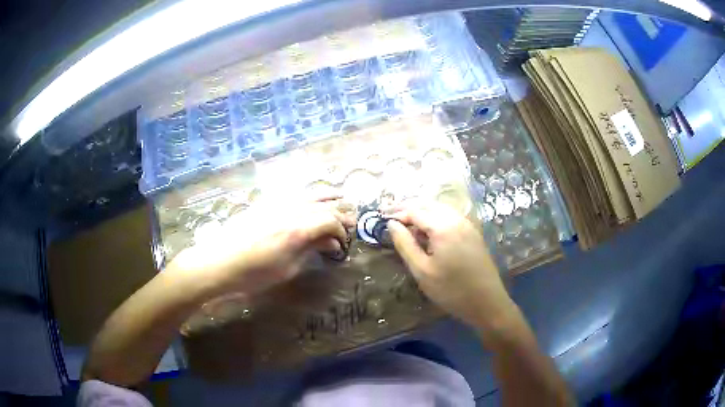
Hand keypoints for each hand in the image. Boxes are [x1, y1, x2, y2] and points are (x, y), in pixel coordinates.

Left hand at [168, 195, 354, 296]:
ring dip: (327, 199)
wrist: (218, 262)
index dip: (342, 231)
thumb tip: (330, 242)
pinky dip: (309, 196)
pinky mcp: (266, 202)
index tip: (343, 243)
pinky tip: (312, 201)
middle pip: (324, 205)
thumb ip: (310, 250)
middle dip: (340, 213)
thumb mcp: (287, 268)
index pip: (331, 221)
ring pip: (310, 194)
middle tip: (350, 221)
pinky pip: (295, 194)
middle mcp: (291, 210)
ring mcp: (277, 203)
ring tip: (340, 201)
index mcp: (298, 229)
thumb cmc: (253, 273)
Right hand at [386, 201, 516, 331]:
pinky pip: (449, 216)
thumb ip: (405, 245)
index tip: (381, 217)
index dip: (397, 212)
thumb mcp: (422, 271)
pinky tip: (427, 228)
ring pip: (440, 208)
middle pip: (428, 204)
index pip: (415, 210)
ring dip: (421, 210)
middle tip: (389, 214)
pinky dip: (434, 216)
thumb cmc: (451, 290)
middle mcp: (456, 219)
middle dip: (407, 207)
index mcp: (443, 227)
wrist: (487, 302)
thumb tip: (392, 225)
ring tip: (405, 220)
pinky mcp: (473, 233)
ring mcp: (467, 224)